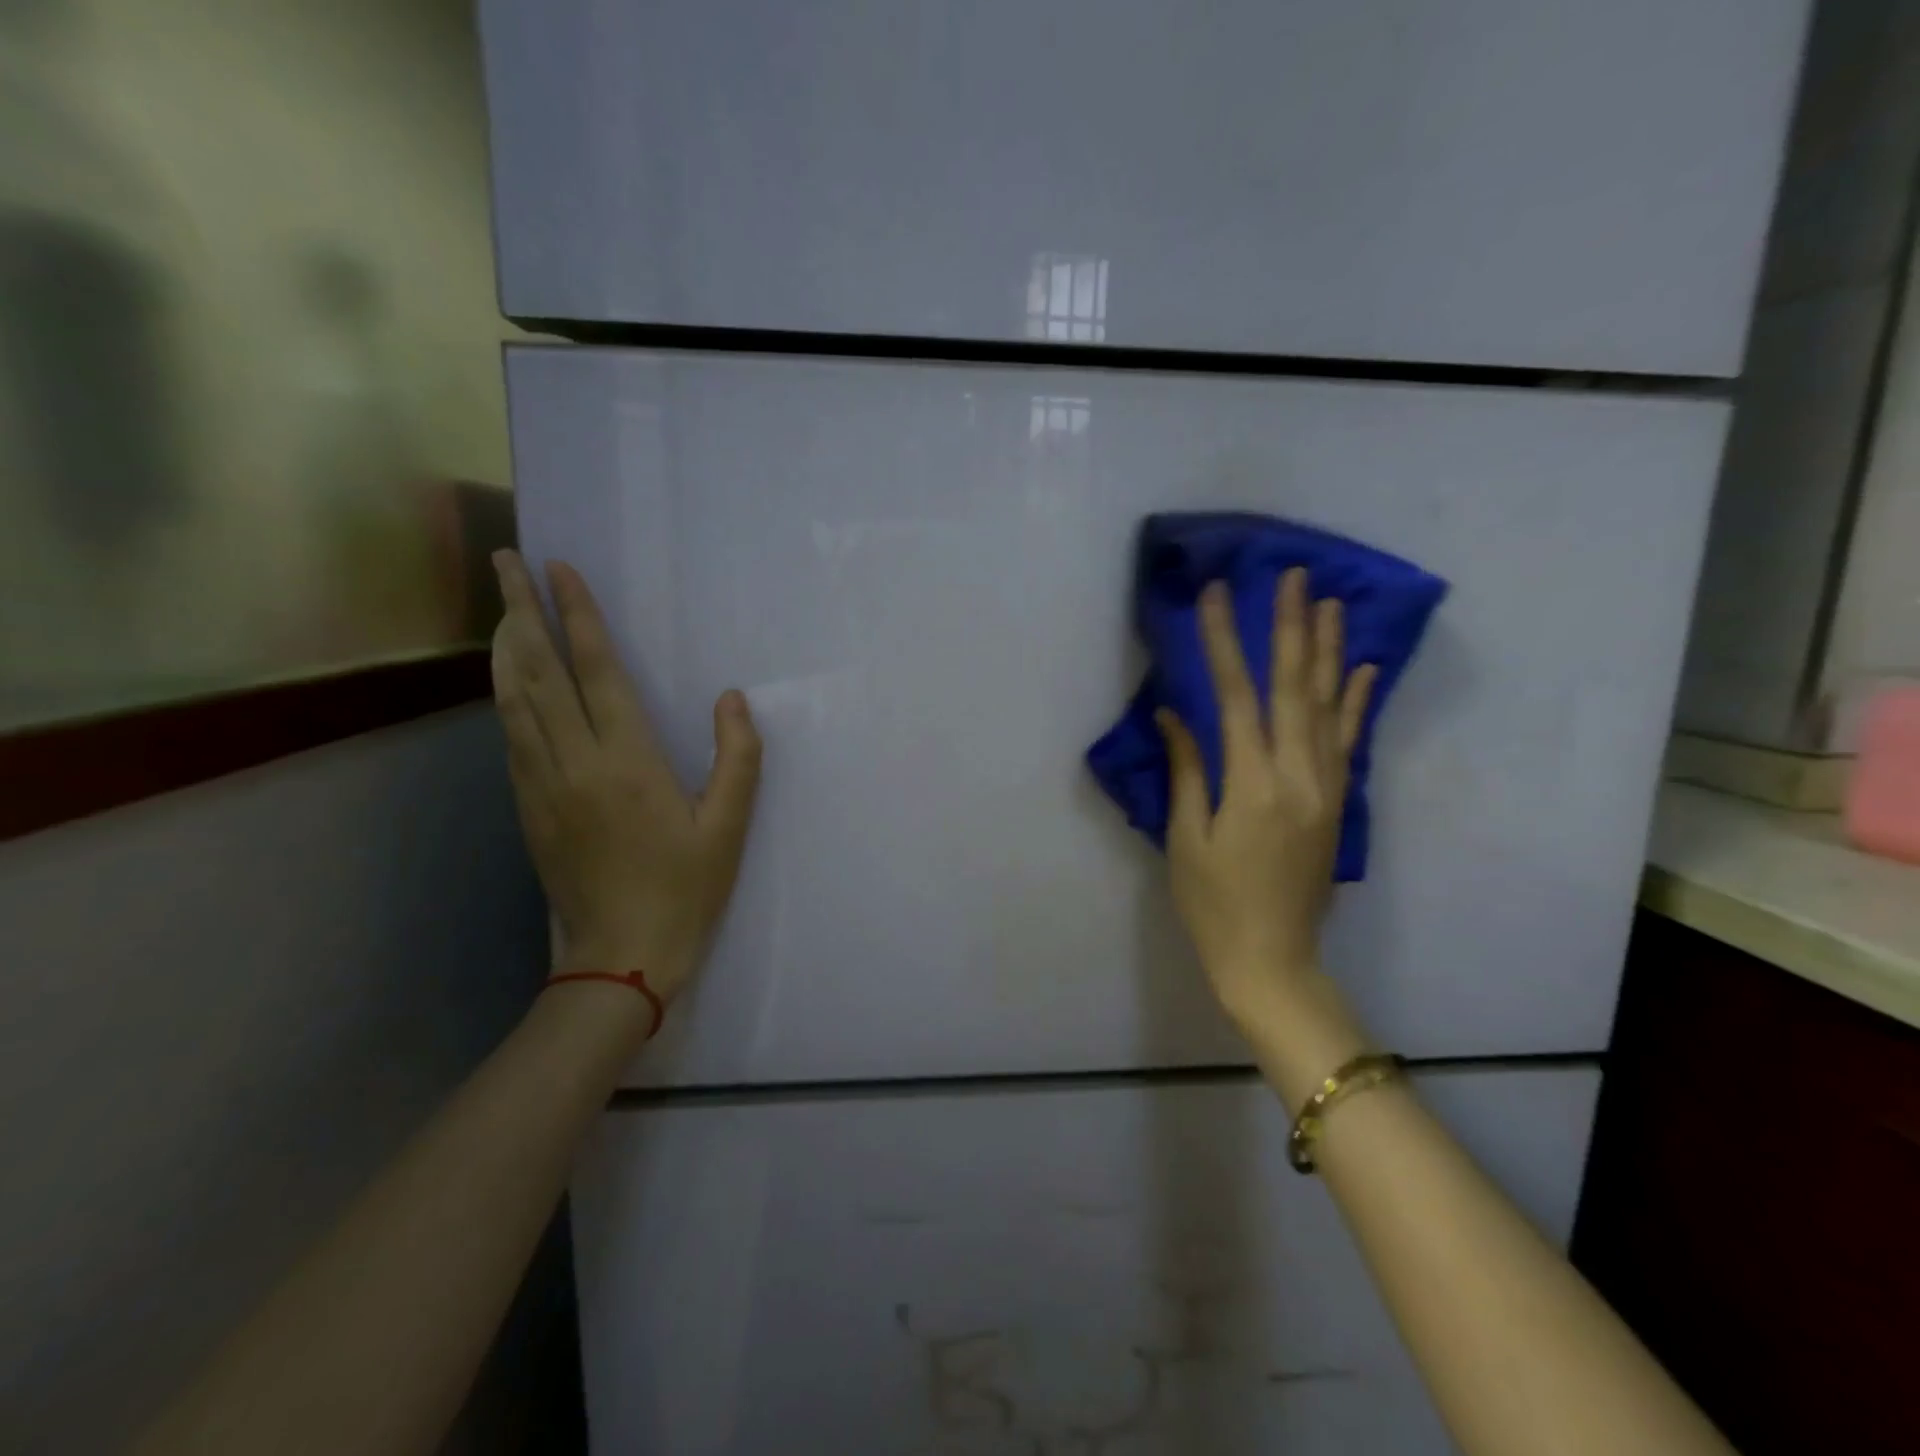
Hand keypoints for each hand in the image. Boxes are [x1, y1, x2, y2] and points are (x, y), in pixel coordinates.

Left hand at [490, 550, 761, 1001]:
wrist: (621, 956)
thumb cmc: (685, 889)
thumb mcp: (729, 826)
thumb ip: (738, 757)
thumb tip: (732, 699)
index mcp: (628, 763)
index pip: (597, 671)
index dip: (579, 616)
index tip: (560, 570)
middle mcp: (575, 763)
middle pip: (539, 673)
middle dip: (522, 611)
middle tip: (505, 561)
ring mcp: (543, 786)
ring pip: (513, 702)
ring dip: (504, 647)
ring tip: (499, 605)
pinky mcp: (529, 808)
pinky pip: (511, 738)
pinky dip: (504, 696)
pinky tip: (505, 681)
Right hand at [1157, 568, 1376, 1024]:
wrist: (1273, 960)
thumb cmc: (1213, 904)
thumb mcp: (1186, 839)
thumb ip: (1186, 771)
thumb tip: (1173, 714)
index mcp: (1252, 785)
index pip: (1236, 698)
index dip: (1224, 643)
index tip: (1216, 597)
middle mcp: (1298, 776)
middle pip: (1295, 689)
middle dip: (1290, 628)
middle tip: (1293, 577)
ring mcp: (1326, 788)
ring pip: (1330, 706)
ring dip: (1329, 651)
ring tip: (1330, 602)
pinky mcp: (1338, 803)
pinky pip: (1350, 741)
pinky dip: (1358, 701)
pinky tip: (1363, 668)